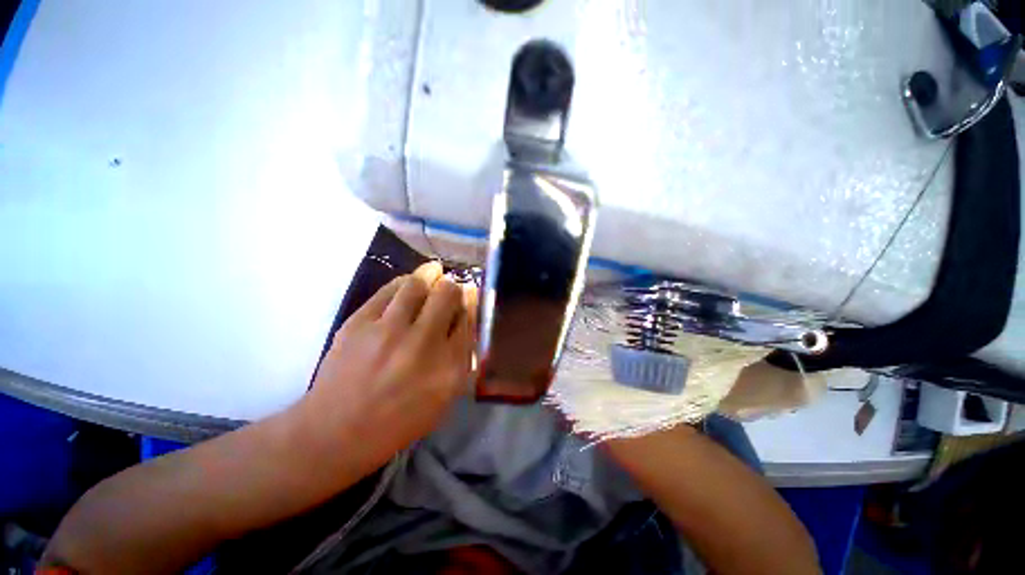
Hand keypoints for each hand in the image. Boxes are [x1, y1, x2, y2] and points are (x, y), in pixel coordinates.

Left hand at [299, 262, 476, 471]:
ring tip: (434, 271)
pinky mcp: (359, 323)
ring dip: (431, 274)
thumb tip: (466, 319)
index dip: (471, 302)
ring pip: (418, 284)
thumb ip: (462, 359)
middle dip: (453, 286)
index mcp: (448, 367)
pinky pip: (389, 290)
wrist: (337, 431)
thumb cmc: (400, 419)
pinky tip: (408, 284)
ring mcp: (388, 331)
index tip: (470, 294)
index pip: (468, 319)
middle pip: (447, 295)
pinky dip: (404, 282)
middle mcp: (422, 344)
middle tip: (450, 287)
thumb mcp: (444, 398)